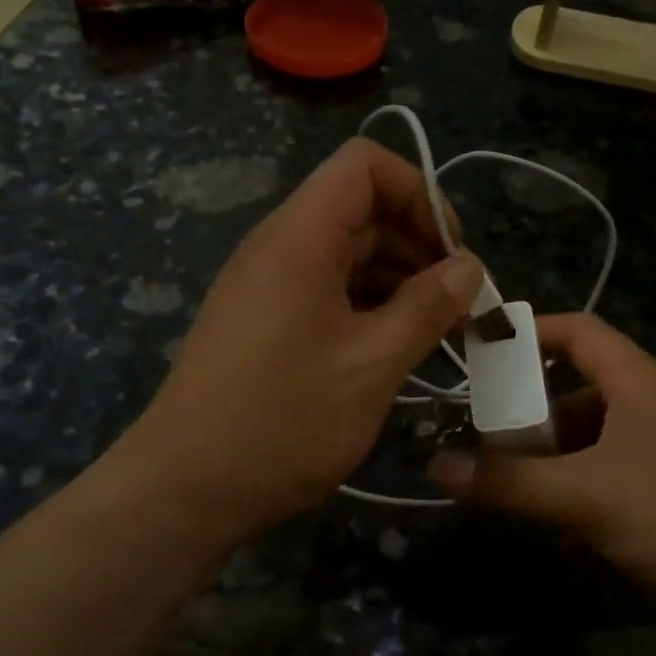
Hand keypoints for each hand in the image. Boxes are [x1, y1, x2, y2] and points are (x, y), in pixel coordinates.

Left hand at [117, 139, 483, 543]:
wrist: (186, 489)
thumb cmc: (282, 422)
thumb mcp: (371, 365)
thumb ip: (426, 308)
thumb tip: (469, 267)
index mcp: (299, 238)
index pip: (365, 166)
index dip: (419, 194)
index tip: (454, 255)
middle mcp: (279, 249)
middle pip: (361, 212)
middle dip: (420, 248)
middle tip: (461, 308)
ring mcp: (268, 288)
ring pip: (347, 257)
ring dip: (399, 284)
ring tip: (437, 335)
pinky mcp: (265, 325)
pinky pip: (327, 294)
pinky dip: (368, 310)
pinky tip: (395, 352)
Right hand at [428, 313, 655, 629]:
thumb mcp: (587, 496)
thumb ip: (509, 482)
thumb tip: (436, 463)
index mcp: (641, 383)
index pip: (578, 332)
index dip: (529, 333)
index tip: (479, 355)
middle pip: (581, 393)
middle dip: (532, 418)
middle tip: (486, 448)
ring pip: (599, 445)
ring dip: (558, 467)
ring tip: (519, 499)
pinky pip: (621, 483)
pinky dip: (588, 499)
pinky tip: (571, 539)